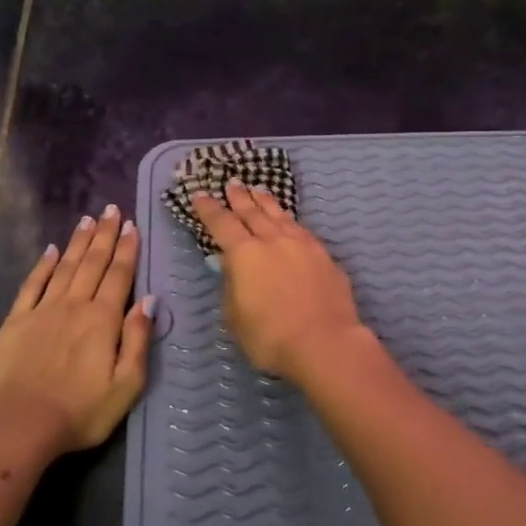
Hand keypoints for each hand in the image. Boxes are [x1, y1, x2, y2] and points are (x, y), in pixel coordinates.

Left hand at [0, 205, 154, 457]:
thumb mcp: (127, 384)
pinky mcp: (16, 322)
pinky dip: (43, 265)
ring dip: (79, 242)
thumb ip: (138, 339)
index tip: (132, 225)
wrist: (23, 426)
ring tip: (88, 219)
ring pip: (65, 267)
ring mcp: (43, 310)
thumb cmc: (83, 411)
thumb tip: (150, 300)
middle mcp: (75, 305)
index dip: (127, 249)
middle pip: (93, 262)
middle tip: (112, 209)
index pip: (119, 274)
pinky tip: (52, 250)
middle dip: (105, 234)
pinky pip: (32, 285)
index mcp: (104, 319)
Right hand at [190, 179, 365, 380]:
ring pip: (280, 216)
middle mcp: (273, 241)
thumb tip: (232, 267)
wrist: (325, 342)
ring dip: (266, 202)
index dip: (209, 210)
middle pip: (253, 213)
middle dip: (239, 197)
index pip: (222, 224)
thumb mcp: (236, 317)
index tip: (200, 196)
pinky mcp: (324, 256)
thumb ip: (232, 286)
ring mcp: (302, 245)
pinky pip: (301, 229)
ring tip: (259, 190)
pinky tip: (290, 222)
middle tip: (232, 183)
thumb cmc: (271, 337)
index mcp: (245, 254)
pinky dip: (290, 221)